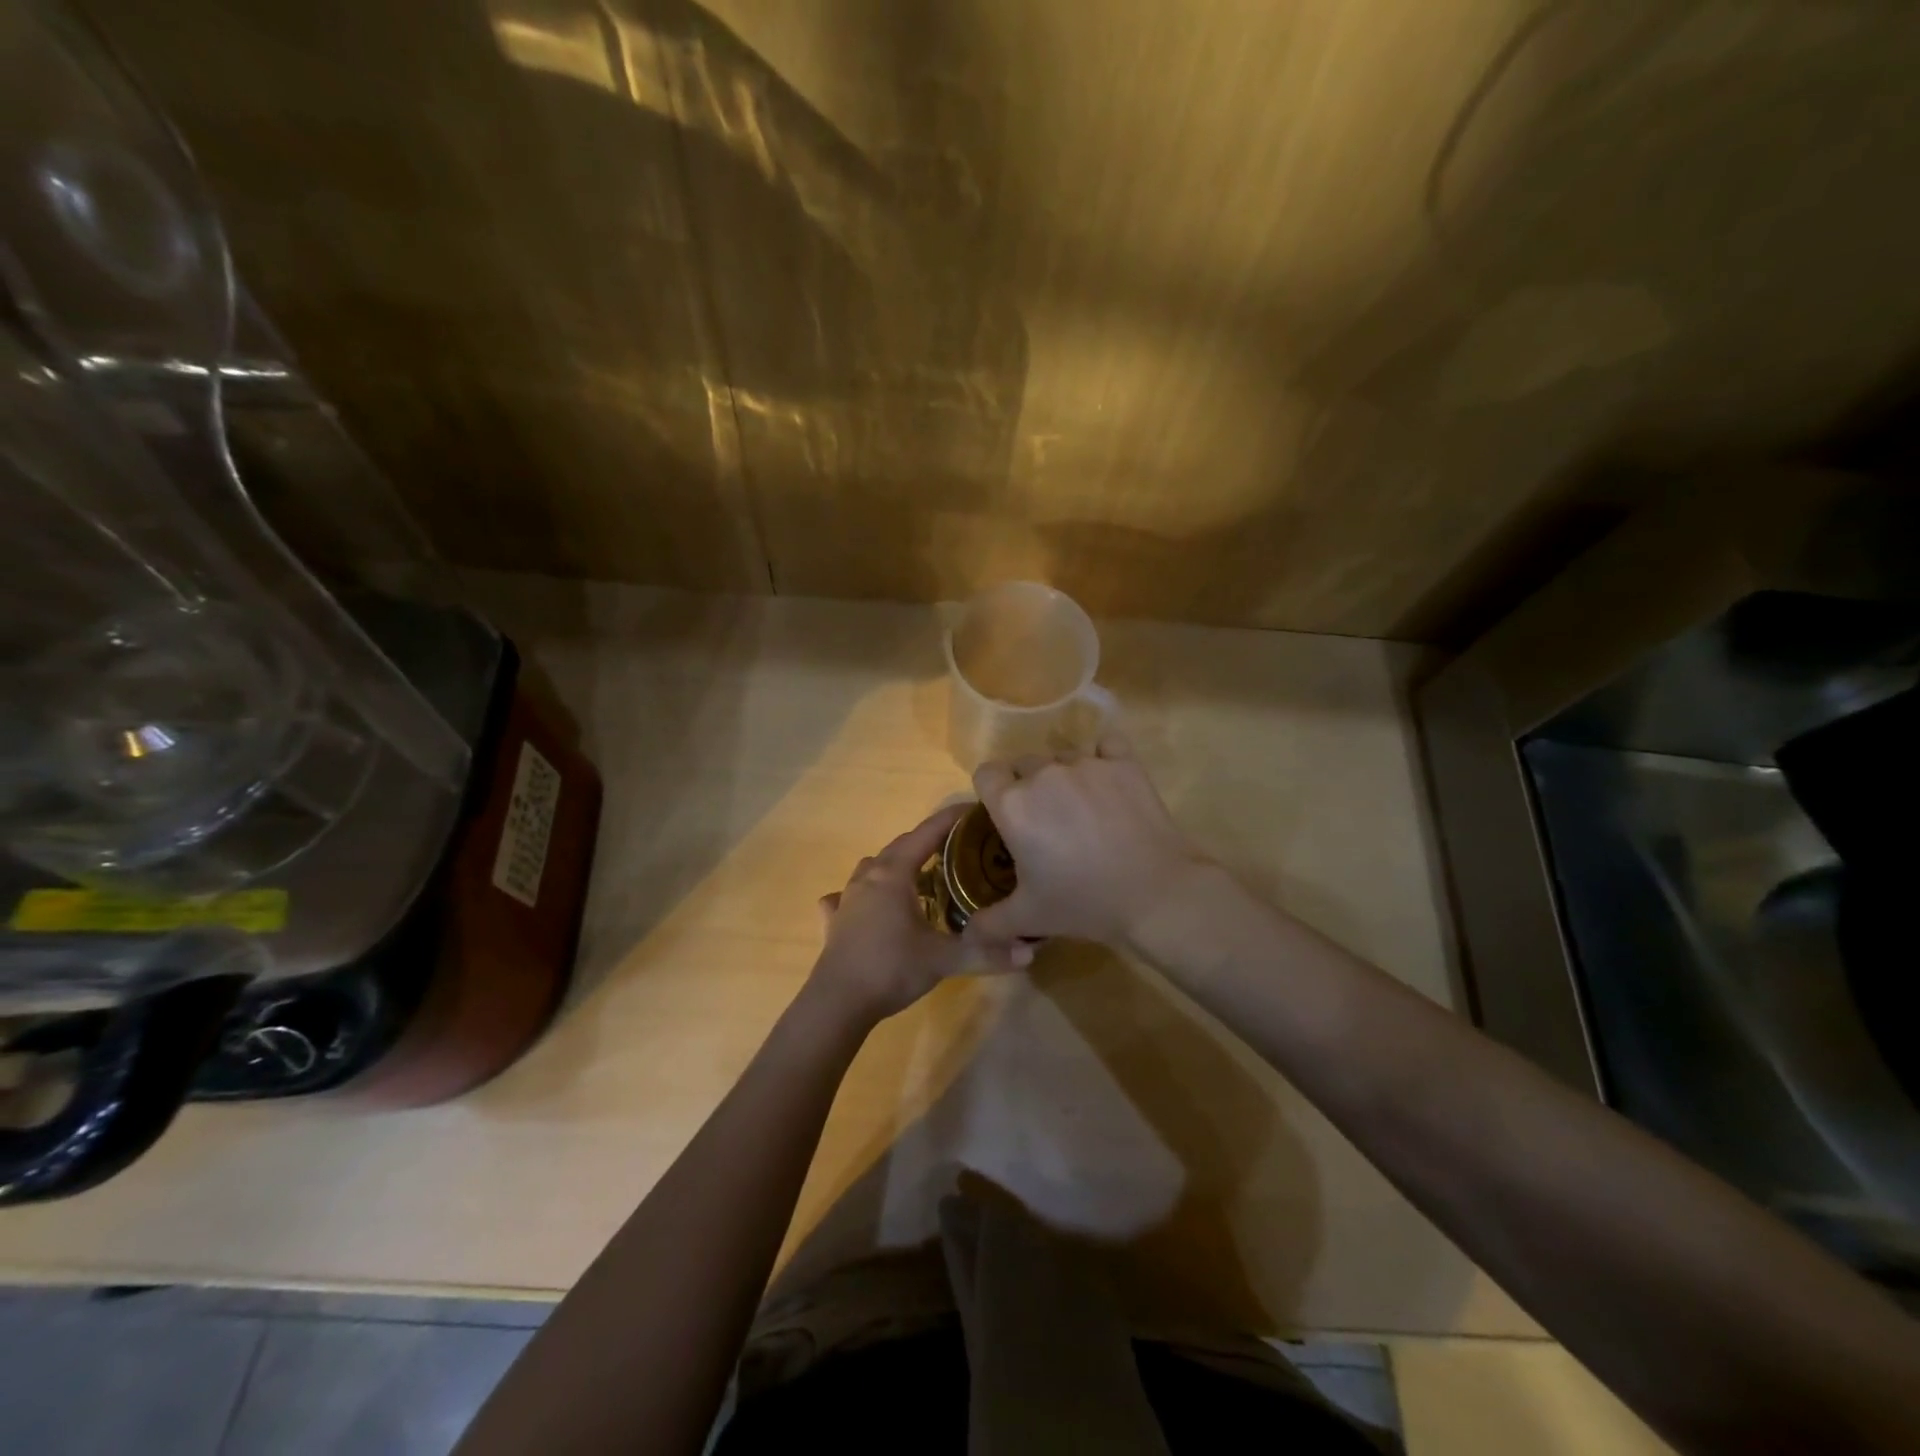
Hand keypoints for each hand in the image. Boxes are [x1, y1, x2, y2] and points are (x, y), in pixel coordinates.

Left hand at [810, 804, 1028, 1025]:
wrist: (837, 1002)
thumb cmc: (891, 968)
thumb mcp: (943, 960)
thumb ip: (986, 953)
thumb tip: (1030, 952)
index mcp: (894, 873)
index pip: (927, 833)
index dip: (951, 819)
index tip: (975, 810)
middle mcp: (868, 876)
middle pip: (901, 846)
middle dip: (929, 841)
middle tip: (958, 849)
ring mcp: (846, 897)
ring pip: (874, 866)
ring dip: (897, 864)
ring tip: (920, 877)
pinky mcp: (834, 920)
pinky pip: (846, 895)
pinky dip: (862, 894)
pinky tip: (867, 906)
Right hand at [963, 736, 1210, 950]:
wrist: (1155, 894)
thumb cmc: (1083, 902)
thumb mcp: (1028, 918)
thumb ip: (989, 923)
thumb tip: (966, 933)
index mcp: (1013, 804)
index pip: (986, 773)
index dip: (991, 792)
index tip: (1005, 816)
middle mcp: (1044, 773)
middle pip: (1023, 764)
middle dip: (1028, 786)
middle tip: (1045, 821)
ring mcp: (1087, 763)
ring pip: (1062, 757)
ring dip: (1063, 777)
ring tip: (1082, 810)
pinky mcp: (1124, 763)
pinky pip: (1106, 744)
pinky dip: (1103, 756)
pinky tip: (1108, 780)